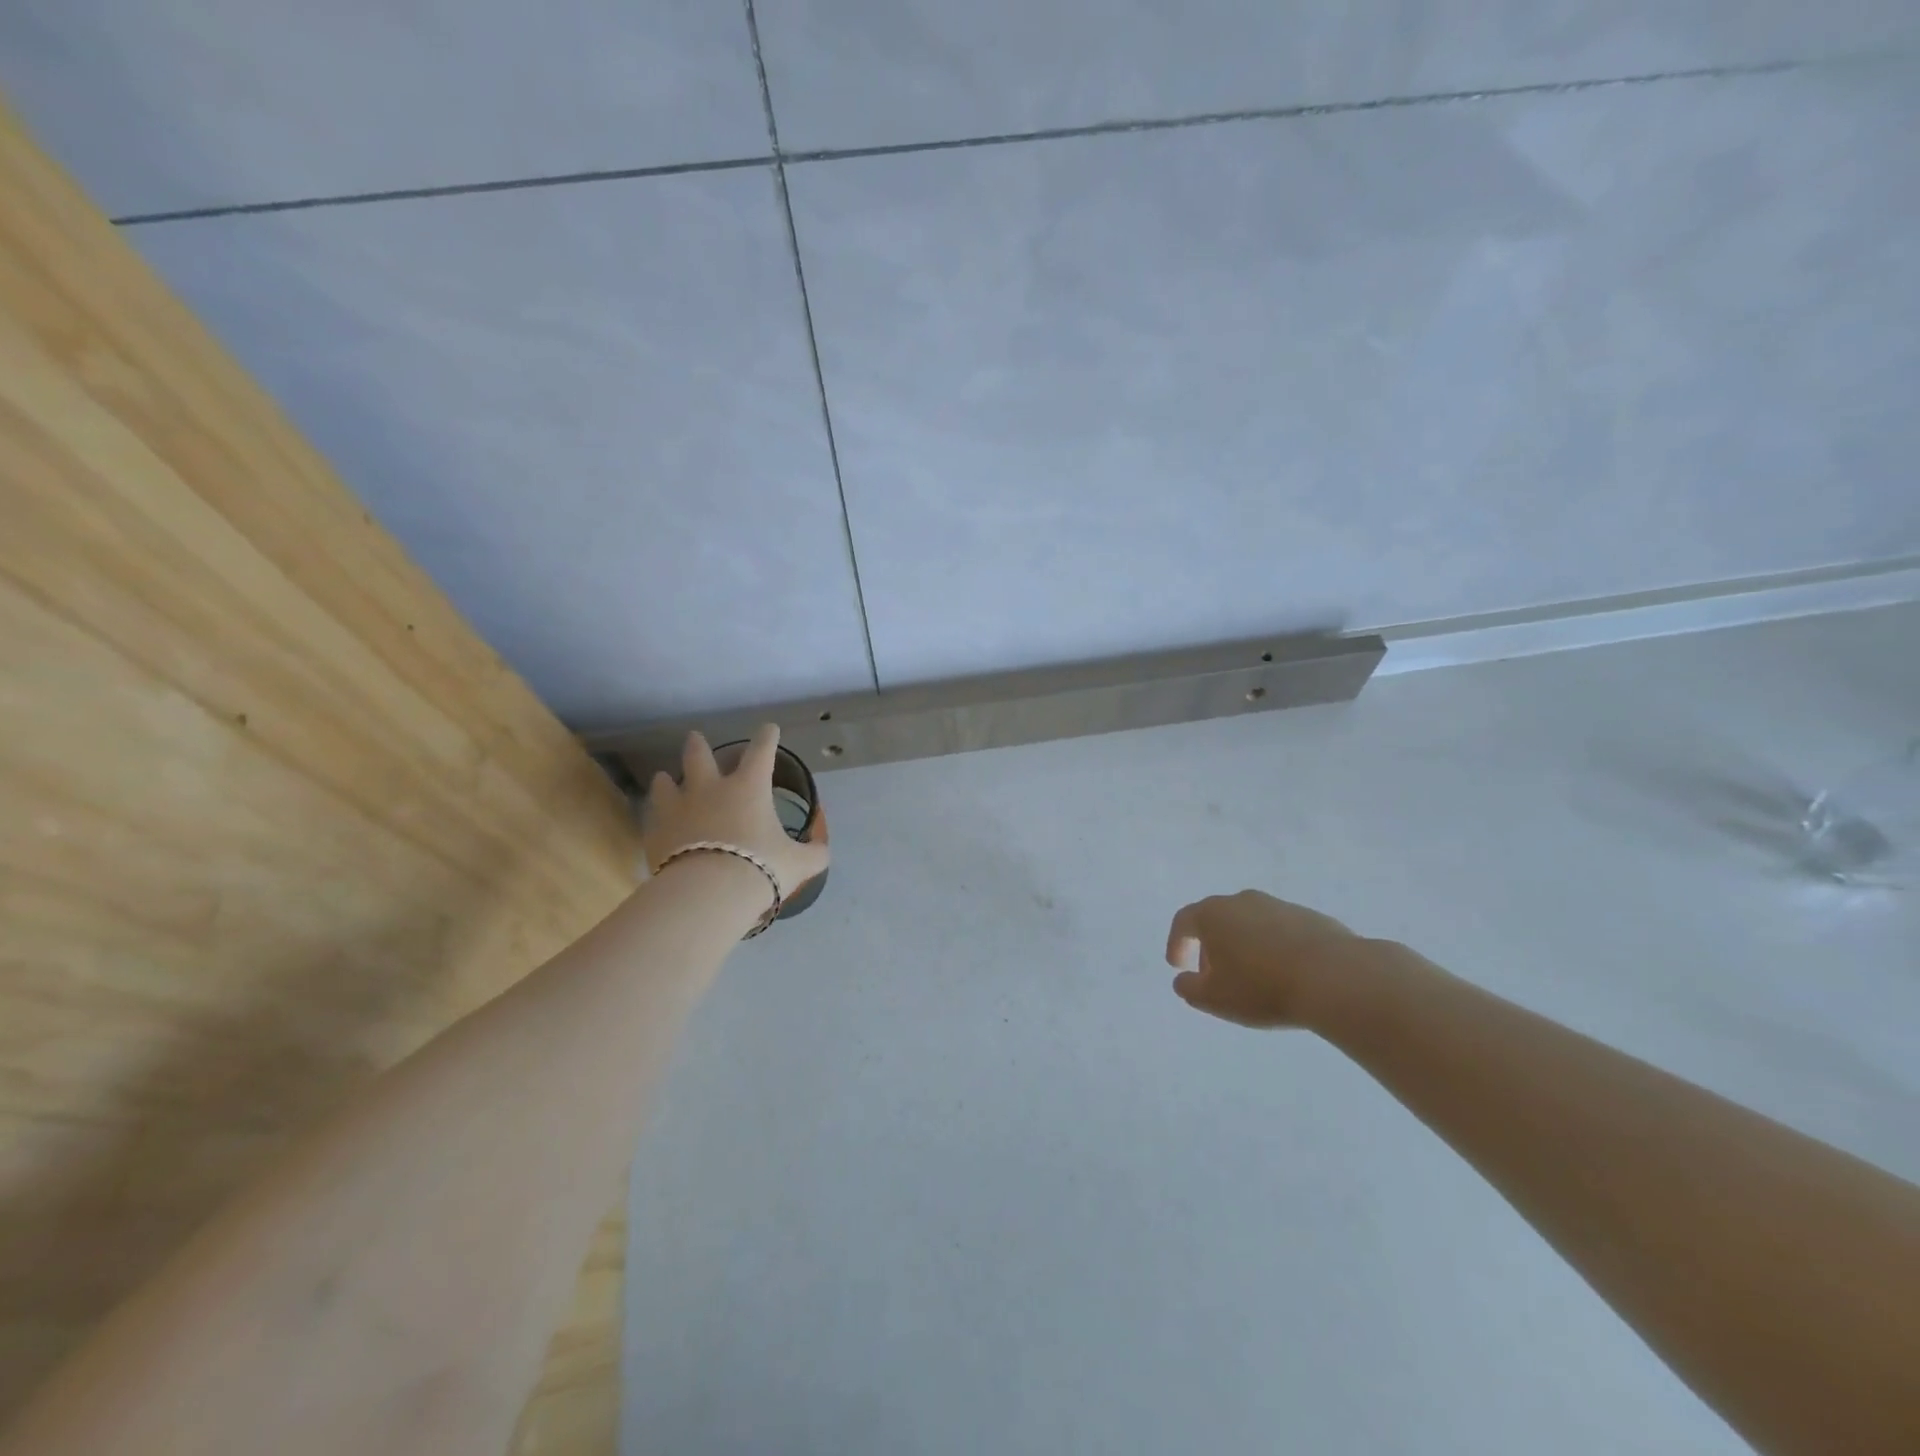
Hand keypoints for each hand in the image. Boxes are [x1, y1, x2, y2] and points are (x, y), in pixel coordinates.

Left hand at [642, 726, 829, 908]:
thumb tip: (822, 849)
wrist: (708, 893)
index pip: (761, 751)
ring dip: (667, 779)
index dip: (767, 737)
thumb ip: (813, 854)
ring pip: (666, 783)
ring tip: (664, 778)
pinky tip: (658, 820)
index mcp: (749, 788)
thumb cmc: (760, 868)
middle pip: (699, 756)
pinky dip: (657, 814)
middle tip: (695, 737)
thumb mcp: (798, 864)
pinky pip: (653, 816)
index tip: (769, 728)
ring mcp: (678, 808)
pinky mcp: (656, 832)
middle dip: (698, 745)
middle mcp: (711, 789)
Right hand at [1164, 890, 1373, 1028]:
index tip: (1177, 966)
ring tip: (1252, 978)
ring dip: (1243, 946)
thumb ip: (1189, 989)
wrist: (1335, 978)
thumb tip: (1184, 980)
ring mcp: (1279, 906)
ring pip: (1250, 924)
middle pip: (1217, 919)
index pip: (1184, 921)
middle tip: (1215, 977)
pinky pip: (1280, 931)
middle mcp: (1242, 901)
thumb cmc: (1262, 987)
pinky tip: (1284, 974)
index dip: (1176, 943)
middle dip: (1210, 947)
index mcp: (1213, 914)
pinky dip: (1273, 948)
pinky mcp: (1310, 917)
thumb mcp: (1214, 999)